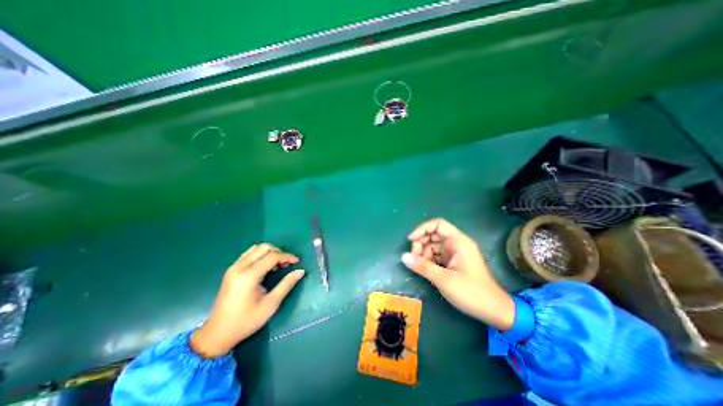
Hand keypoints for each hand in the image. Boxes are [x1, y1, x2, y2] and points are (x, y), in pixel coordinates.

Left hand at [188, 242, 304, 357]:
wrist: (217, 333)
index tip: (297, 262)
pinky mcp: (231, 270)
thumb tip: (301, 271)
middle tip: (287, 263)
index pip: (272, 256)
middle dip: (279, 252)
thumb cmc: (246, 321)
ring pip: (256, 248)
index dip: (287, 256)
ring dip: (270, 252)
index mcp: (248, 276)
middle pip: (264, 248)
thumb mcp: (270, 304)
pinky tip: (265, 266)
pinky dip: (260, 255)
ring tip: (277, 265)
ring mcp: (233, 267)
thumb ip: (286, 284)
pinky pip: (249, 254)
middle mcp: (239, 267)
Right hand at [400, 219, 513, 329]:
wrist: (494, 311)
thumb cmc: (472, 293)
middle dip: (421, 243)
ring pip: (433, 245)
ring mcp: (454, 253)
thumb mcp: (445, 279)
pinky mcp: (452, 263)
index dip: (422, 229)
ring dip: (423, 253)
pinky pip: (436, 255)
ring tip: (418, 266)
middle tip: (413, 257)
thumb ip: (423, 267)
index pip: (438, 224)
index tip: (411, 240)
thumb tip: (403, 257)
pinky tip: (424, 269)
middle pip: (433, 235)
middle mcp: (456, 244)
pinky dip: (428, 260)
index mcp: (459, 242)